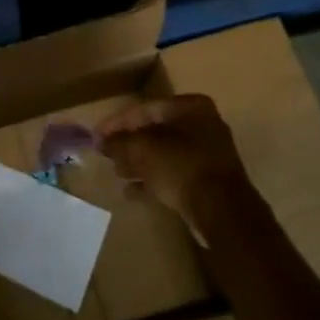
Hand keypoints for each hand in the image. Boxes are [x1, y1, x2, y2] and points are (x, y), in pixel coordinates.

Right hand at [96, 95, 253, 233]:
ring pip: (164, 154)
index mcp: (191, 107)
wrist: (222, 212)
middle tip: (107, 155)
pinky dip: (154, 180)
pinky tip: (132, 191)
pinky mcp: (209, 181)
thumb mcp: (143, 150)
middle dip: (129, 144)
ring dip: (139, 163)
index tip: (98, 136)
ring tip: (117, 173)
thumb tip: (101, 142)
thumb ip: (119, 143)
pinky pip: (174, 174)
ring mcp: (208, 154)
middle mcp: (203, 125)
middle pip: (155, 131)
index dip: (117, 123)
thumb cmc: (181, 167)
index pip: (145, 109)